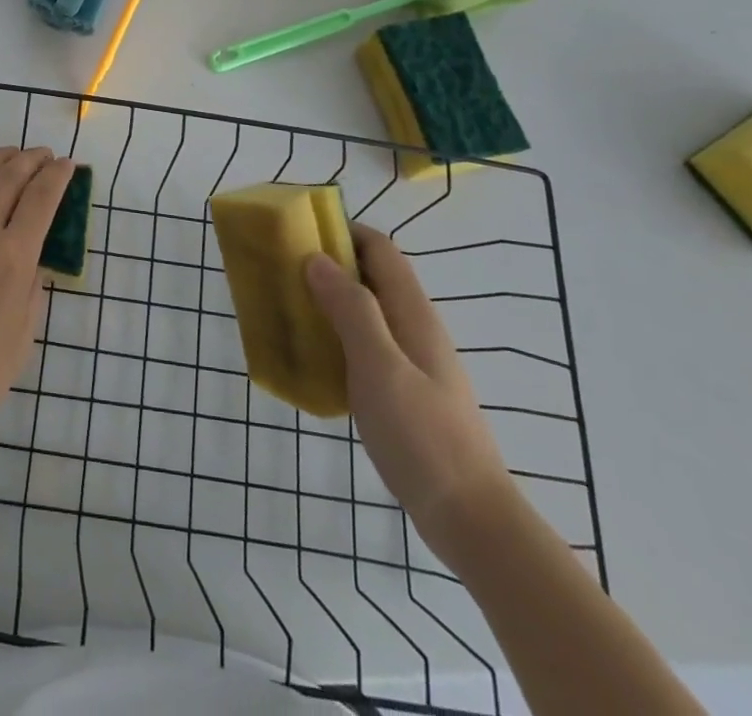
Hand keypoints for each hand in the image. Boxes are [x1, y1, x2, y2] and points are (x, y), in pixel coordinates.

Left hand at [0, 147, 76, 464]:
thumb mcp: (24, 335)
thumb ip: (32, 289)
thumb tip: (31, 260)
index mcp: (13, 258)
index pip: (41, 198)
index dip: (57, 175)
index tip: (67, 165)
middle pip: (9, 177)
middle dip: (31, 159)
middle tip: (43, 155)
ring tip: (9, 153)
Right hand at [306, 223, 516, 562]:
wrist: (470, 519)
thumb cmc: (423, 436)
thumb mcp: (380, 367)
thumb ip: (351, 309)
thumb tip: (317, 258)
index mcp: (412, 313)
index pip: (379, 249)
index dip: (342, 232)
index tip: (299, 233)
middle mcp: (414, 328)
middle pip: (371, 276)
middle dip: (328, 265)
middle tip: (282, 271)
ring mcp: (411, 361)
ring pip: (366, 312)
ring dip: (329, 302)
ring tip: (287, 309)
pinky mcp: (404, 391)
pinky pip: (364, 346)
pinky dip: (336, 338)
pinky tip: (312, 359)